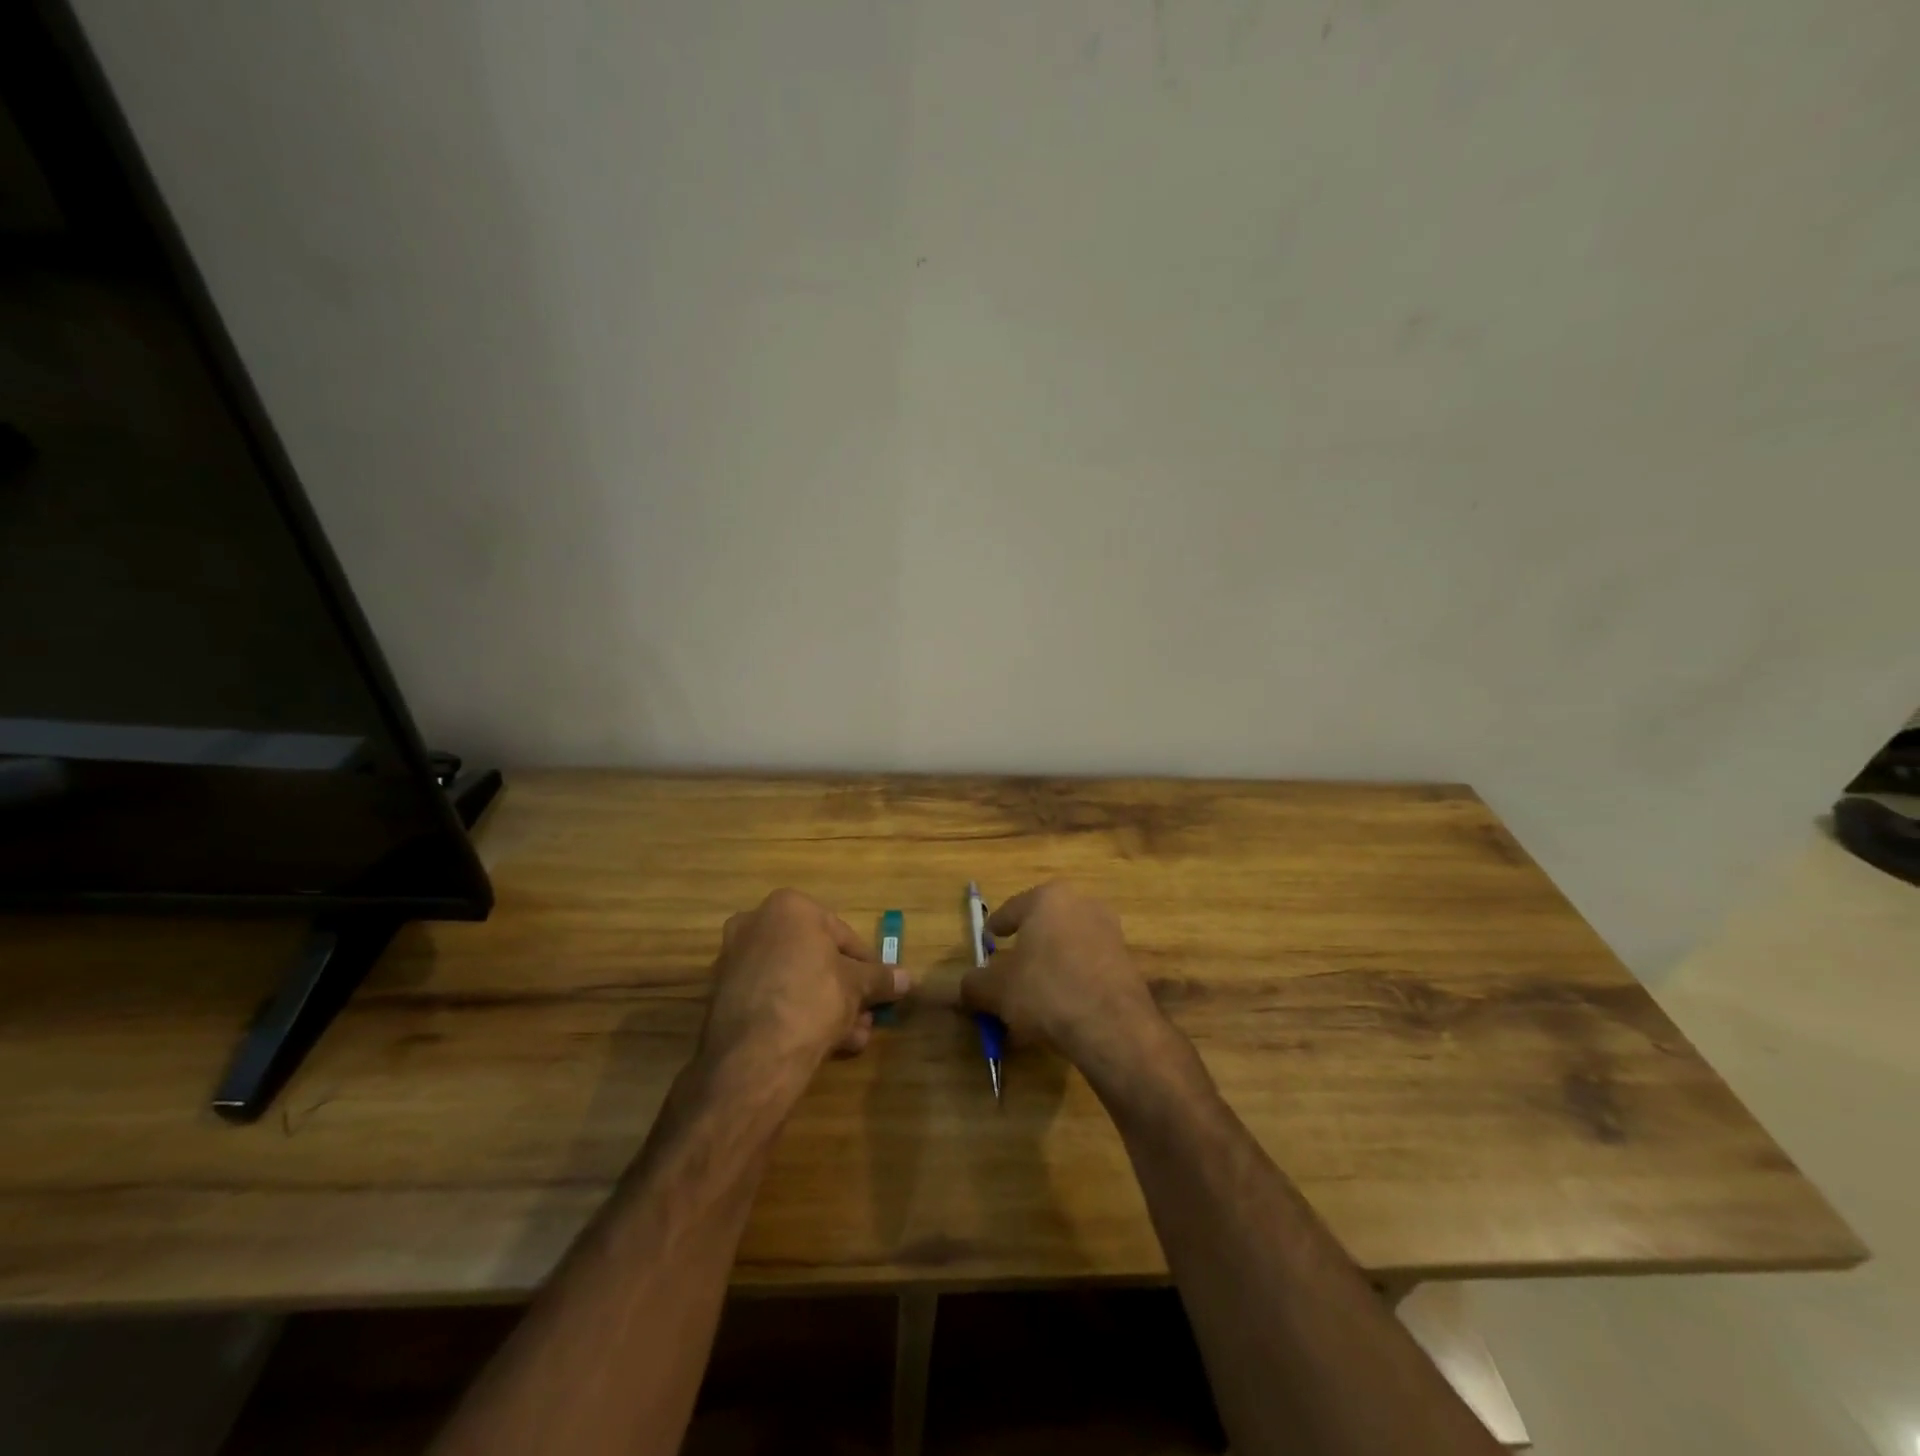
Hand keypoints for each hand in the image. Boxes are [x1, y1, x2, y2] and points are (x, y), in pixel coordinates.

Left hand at [699, 890, 908, 1078]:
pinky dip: (796, 1013)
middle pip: (815, 956)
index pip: (842, 933)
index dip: (867, 964)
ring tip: (852, 1037)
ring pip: (794, 980)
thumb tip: (907, 978)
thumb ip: (881, 978)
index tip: (881, 988)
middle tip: (866, 1015)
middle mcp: (755, 924)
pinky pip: (772, 997)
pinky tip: (823, 1044)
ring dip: (826, 1005)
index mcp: (788, 907)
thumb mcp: (857, 986)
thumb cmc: (812, 999)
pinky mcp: (723, 995)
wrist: (755, 1056)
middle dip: (844, 988)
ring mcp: (734, 960)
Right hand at [959, 882, 1173, 1082]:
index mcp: (1048, 898)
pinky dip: (1072, 980)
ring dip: (1051, 964)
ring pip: (1067, 946)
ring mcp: (1110, 931)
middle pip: (1044, 925)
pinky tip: (1061, 1008)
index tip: (988, 941)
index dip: (996, 927)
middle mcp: (1082, 904)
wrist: (1112, 1026)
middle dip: (1027, 946)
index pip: (1012, 909)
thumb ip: (975, 985)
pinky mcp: (1127, 960)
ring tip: (1034, 994)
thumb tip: (967, 988)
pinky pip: (1088, 966)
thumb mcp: (996, 990)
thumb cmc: (1046, 991)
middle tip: (1010, 969)